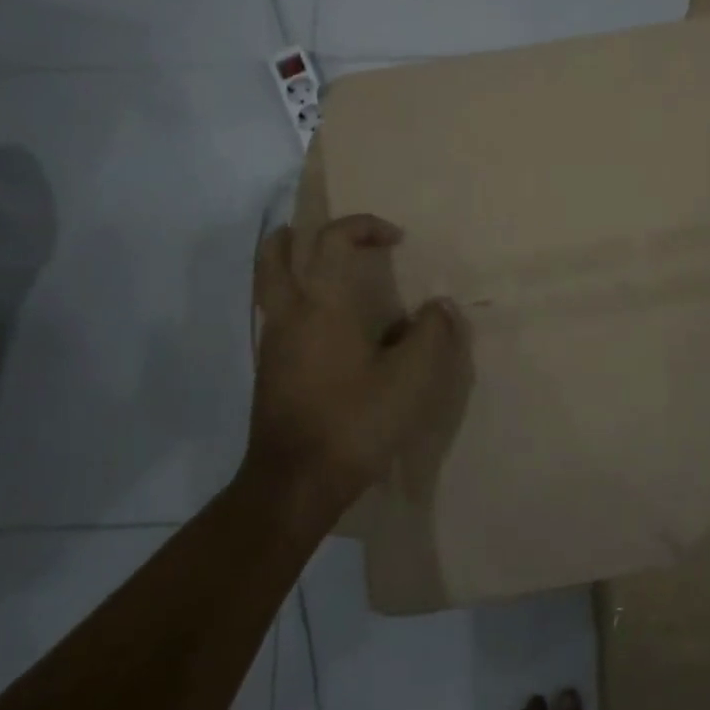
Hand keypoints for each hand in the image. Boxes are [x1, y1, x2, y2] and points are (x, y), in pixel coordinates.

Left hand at [248, 214, 470, 514]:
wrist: (295, 483)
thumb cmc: (354, 421)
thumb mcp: (412, 379)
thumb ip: (431, 335)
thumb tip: (439, 307)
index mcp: (323, 304)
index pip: (332, 239)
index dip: (364, 226)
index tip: (396, 239)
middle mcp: (290, 314)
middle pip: (274, 254)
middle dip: (297, 235)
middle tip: (328, 236)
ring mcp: (273, 344)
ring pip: (270, 286)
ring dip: (291, 266)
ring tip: (326, 274)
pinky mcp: (269, 372)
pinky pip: (277, 318)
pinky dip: (295, 303)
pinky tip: (327, 329)